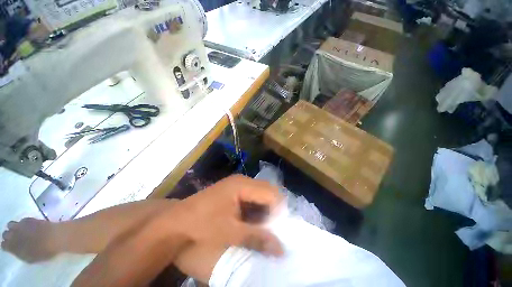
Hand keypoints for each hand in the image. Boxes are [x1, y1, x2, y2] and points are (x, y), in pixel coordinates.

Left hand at [166, 175, 283, 255]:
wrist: (176, 221)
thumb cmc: (202, 225)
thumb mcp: (231, 233)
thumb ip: (257, 238)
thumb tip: (281, 249)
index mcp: (242, 185)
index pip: (271, 193)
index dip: (278, 211)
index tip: (277, 230)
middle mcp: (242, 180)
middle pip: (267, 190)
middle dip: (273, 209)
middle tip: (272, 228)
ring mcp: (237, 183)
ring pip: (261, 193)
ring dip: (265, 209)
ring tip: (263, 227)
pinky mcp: (233, 190)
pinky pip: (252, 196)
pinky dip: (256, 208)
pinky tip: (252, 221)